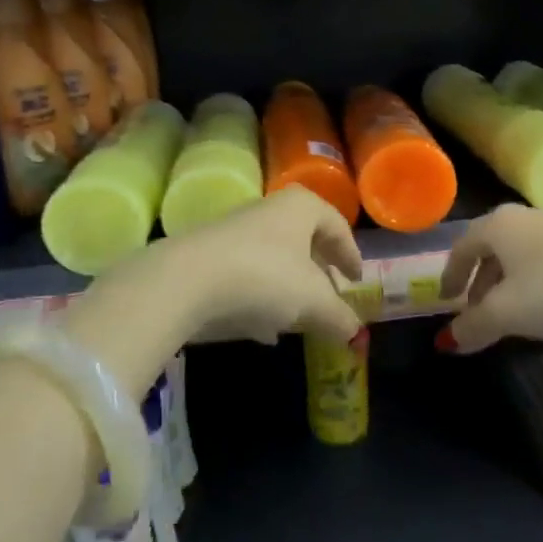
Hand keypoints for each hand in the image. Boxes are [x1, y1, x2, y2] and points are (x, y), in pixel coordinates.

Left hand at [71, 187, 363, 395]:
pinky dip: (260, 298)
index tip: (356, 280)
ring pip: (273, 258)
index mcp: (300, 208)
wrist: (186, 280)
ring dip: (288, 287)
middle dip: (318, 271)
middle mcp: (268, 210)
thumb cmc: (264, 277)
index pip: (336, 224)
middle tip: (329, 296)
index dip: (350, 253)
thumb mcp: (312, 302)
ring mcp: (234, 231)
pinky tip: (262, 330)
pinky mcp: (207, 255)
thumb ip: (339, 317)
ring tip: (298, 319)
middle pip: (303, 239)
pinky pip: (245, 275)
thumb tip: (355, 333)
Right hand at [437, 205, 542, 364]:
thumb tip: (448, 341)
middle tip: (476, 312)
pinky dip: (535, 282)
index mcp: (498, 225)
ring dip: (508, 284)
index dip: (451, 276)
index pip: (462, 248)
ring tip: (511, 315)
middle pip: (491, 249)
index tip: (447, 301)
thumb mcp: (507, 314)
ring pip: (520, 255)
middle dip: (480, 282)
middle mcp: (524, 217)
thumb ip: (472, 326)